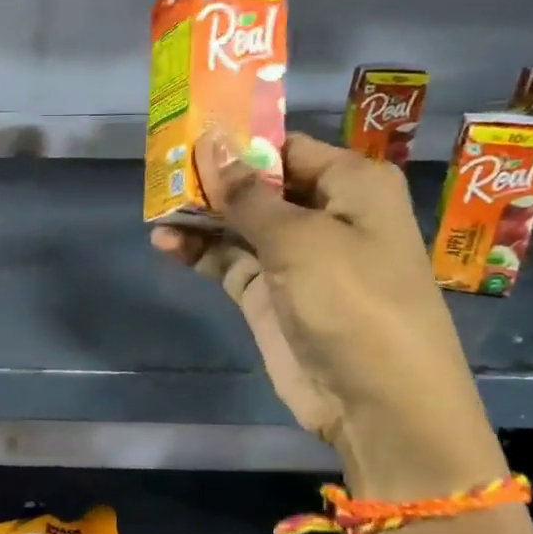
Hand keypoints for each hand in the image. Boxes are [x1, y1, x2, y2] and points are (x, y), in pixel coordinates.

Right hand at [151, 130, 503, 497]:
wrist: (377, 402)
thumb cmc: (354, 301)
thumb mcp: (299, 239)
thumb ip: (246, 194)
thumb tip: (210, 142)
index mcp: (351, 185)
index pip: (286, 148)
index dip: (239, 141)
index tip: (187, 131)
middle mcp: (325, 214)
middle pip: (259, 184)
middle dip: (213, 178)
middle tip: (161, 168)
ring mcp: (294, 258)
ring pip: (239, 224)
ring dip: (200, 216)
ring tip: (155, 205)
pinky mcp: (270, 295)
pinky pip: (229, 262)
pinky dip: (200, 252)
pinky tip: (166, 243)